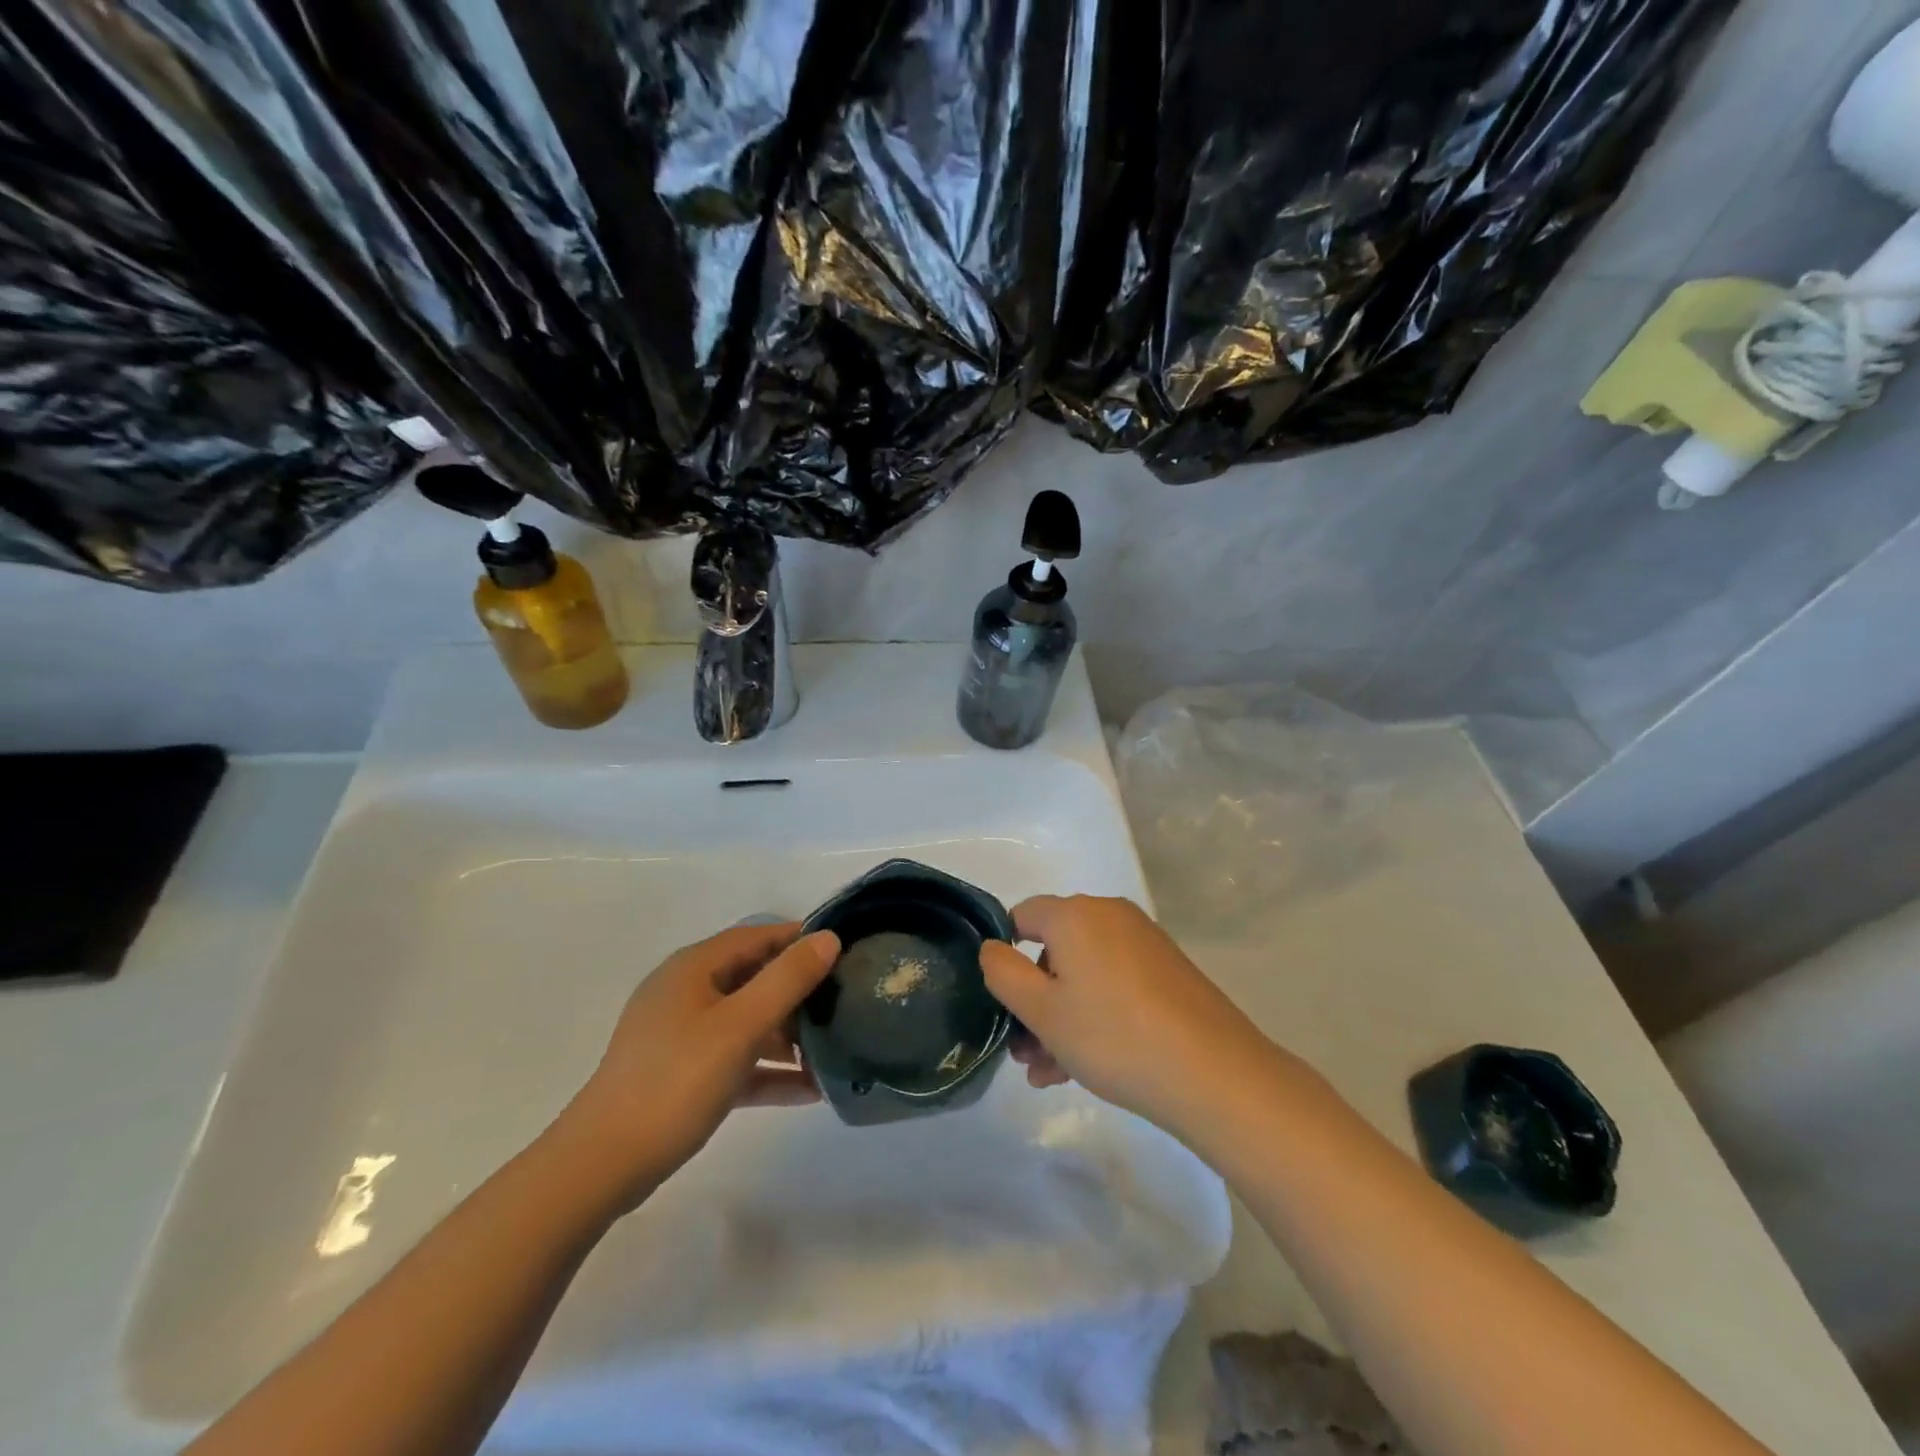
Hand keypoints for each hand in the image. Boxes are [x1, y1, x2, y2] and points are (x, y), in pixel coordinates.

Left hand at [562, 922, 839, 1203]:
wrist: (603, 1165)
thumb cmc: (676, 1081)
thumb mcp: (741, 1026)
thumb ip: (787, 980)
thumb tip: (828, 939)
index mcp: (695, 968)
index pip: (758, 936)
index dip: (801, 940)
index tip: (846, 953)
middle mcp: (688, 992)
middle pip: (754, 978)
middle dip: (799, 991)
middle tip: (845, 1005)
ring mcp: (683, 1035)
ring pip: (747, 1021)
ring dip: (788, 1036)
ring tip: (836, 1051)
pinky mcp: (683, 1074)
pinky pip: (736, 1060)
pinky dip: (768, 1070)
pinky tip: (810, 1090)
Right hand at [980, 895, 1279, 1135]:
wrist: (1213, 1073)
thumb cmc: (1113, 1036)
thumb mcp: (1042, 1011)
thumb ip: (1004, 974)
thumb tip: (992, 947)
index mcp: (1076, 915)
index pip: (1021, 916)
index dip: (1004, 956)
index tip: (1003, 1004)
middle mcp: (1110, 915)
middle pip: (1054, 949)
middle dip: (1033, 1000)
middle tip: (1025, 1053)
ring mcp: (1144, 942)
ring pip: (1084, 974)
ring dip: (1060, 1017)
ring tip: (1050, 1073)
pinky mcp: (1168, 971)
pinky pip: (1114, 984)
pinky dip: (1094, 1014)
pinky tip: (1084, 1066)